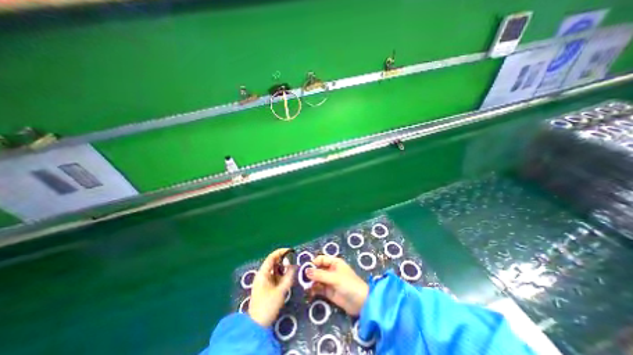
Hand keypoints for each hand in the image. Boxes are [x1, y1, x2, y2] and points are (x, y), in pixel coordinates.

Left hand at [247, 247, 296, 326]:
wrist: (256, 326)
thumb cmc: (267, 306)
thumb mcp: (280, 291)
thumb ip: (288, 277)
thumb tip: (294, 265)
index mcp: (262, 274)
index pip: (271, 257)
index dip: (281, 252)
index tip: (291, 251)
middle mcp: (262, 275)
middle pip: (273, 263)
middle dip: (284, 260)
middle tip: (294, 260)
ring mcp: (263, 282)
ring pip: (275, 270)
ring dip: (283, 268)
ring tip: (293, 268)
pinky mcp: (266, 288)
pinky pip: (275, 277)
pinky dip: (281, 275)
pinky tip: (288, 277)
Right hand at [308, 255, 369, 316]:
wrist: (360, 303)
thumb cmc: (349, 284)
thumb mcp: (334, 278)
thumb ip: (320, 275)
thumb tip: (306, 271)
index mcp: (334, 263)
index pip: (321, 259)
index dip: (313, 262)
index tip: (305, 268)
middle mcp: (331, 270)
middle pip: (318, 269)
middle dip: (310, 273)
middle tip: (301, 279)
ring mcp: (329, 281)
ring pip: (317, 279)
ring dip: (311, 282)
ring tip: (304, 286)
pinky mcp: (328, 292)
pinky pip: (319, 288)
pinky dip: (313, 290)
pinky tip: (309, 292)